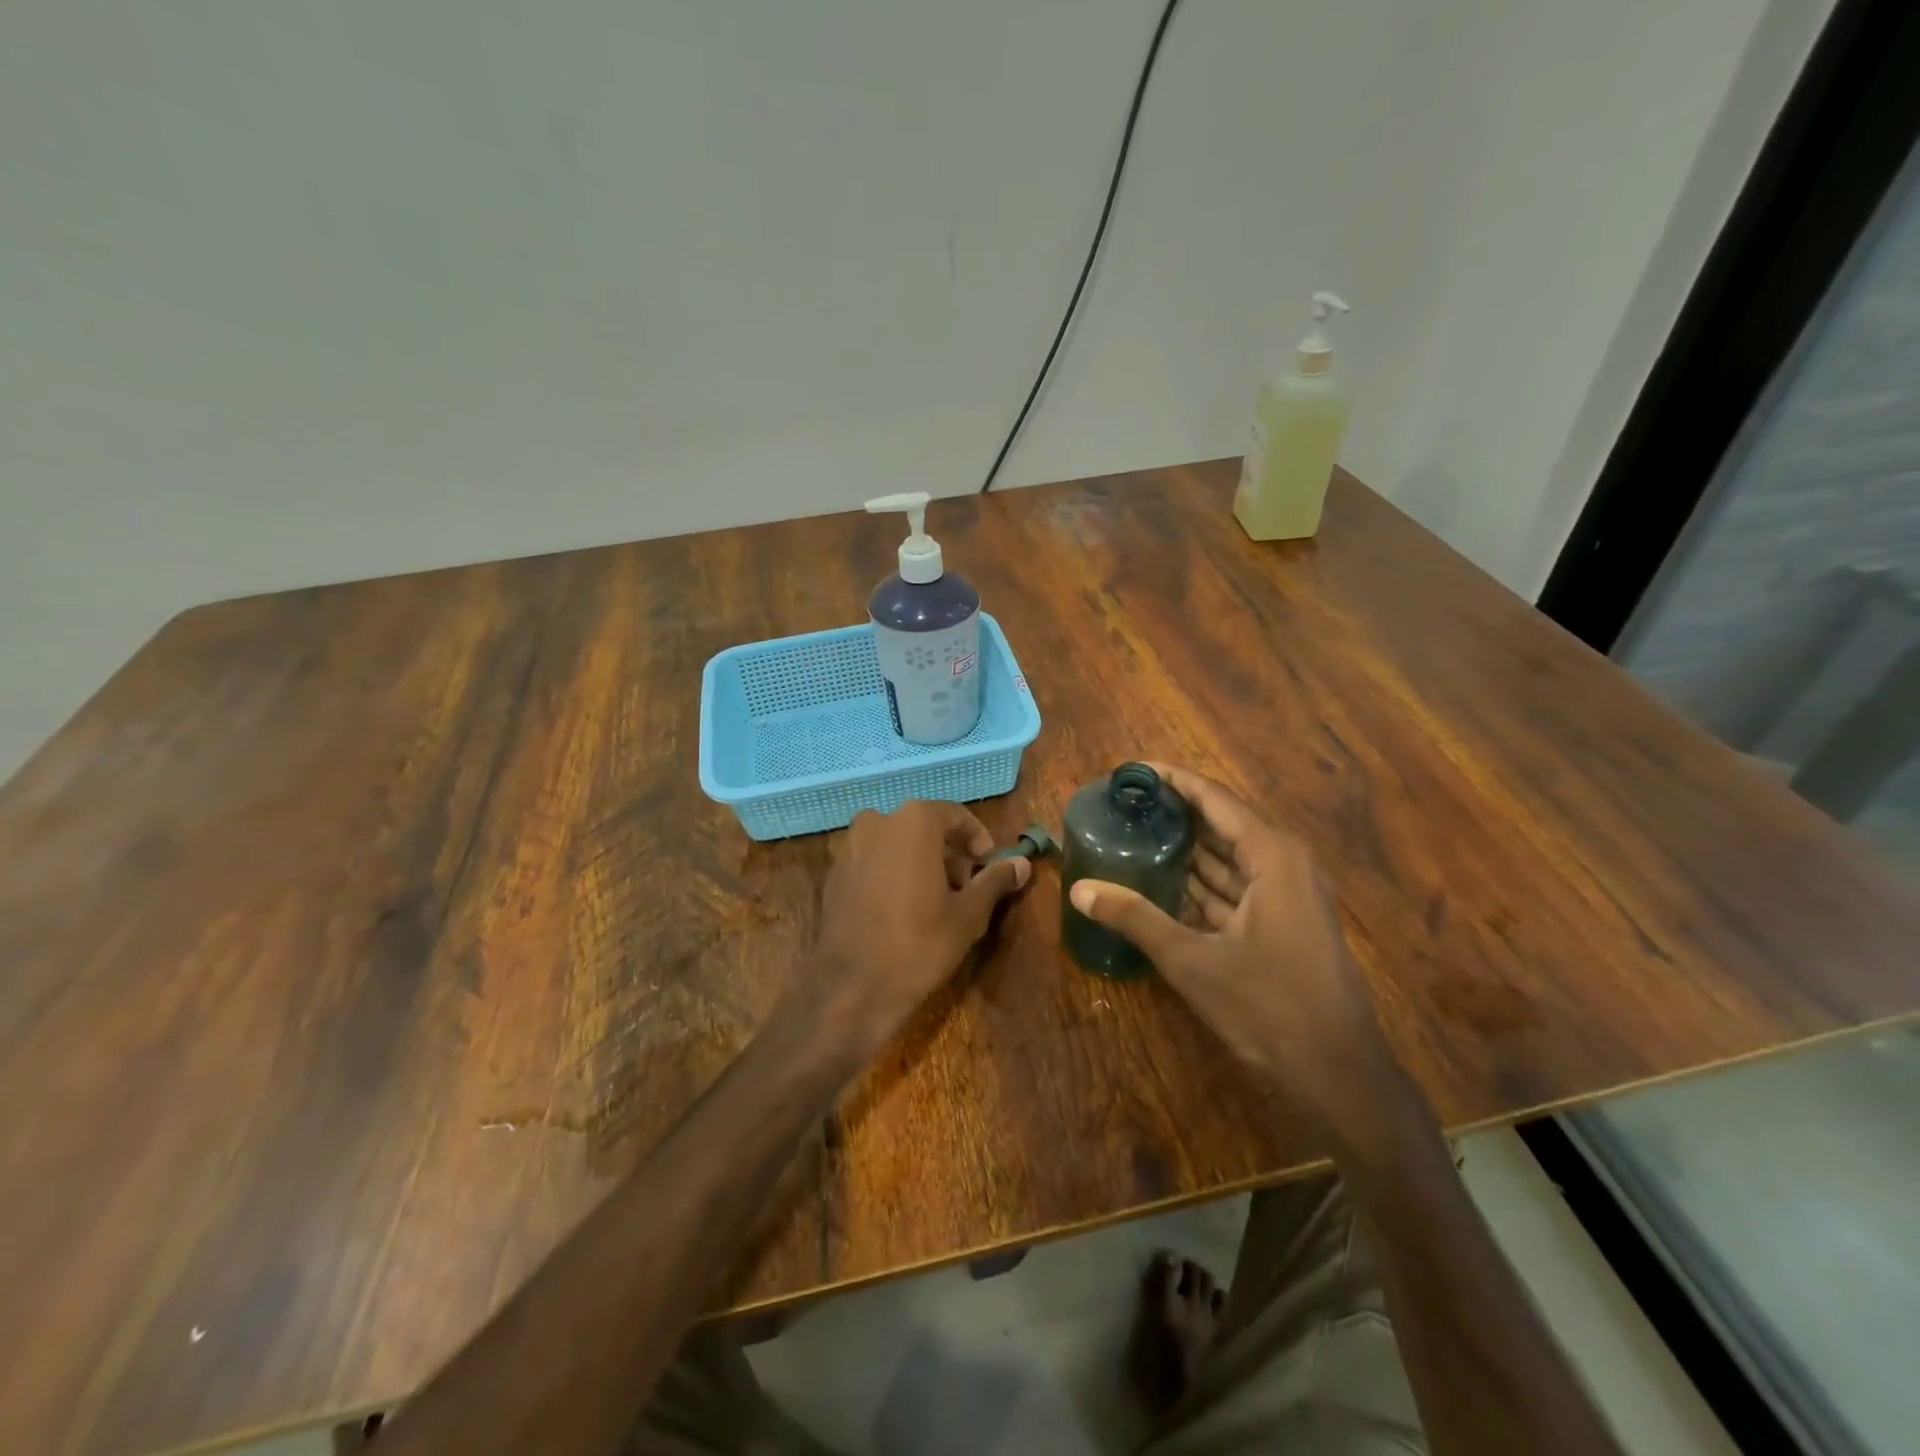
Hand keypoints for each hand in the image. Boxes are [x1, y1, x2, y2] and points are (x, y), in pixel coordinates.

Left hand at [812, 801, 1030, 1048]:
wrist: (852, 987)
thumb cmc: (919, 943)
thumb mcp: (968, 914)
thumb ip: (994, 880)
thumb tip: (1022, 863)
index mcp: (913, 821)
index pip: (955, 815)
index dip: (977, 840)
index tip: (988, 866)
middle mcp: (877, 822)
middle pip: (923, 827)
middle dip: (948, 852)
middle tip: (964, 888)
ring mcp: (850, 847)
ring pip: (895, 843)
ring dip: (919, 861)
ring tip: (935, 901)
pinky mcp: (834, 873)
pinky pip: (872, 861)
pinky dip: (891, 873)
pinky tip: (901, 909)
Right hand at [1068, 765, 1403, 1135]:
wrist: (1337, 1072)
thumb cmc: (1268, 1005)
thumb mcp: (1192, 959)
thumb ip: (1135, 917)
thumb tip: (1079, 889)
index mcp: (1272, 855)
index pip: (1214, 798)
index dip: (1173, 779)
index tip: (1133, 769)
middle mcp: (1283, 863)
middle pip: (1220, 824)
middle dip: (1174, 815)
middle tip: (1124, 805)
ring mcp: (1286, 894)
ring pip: (1227, 859)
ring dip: (1185, 851)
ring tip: (1134, 836)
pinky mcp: (1282, 922)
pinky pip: (1235, 888)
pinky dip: (1201, 884)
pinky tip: (1162, 884)